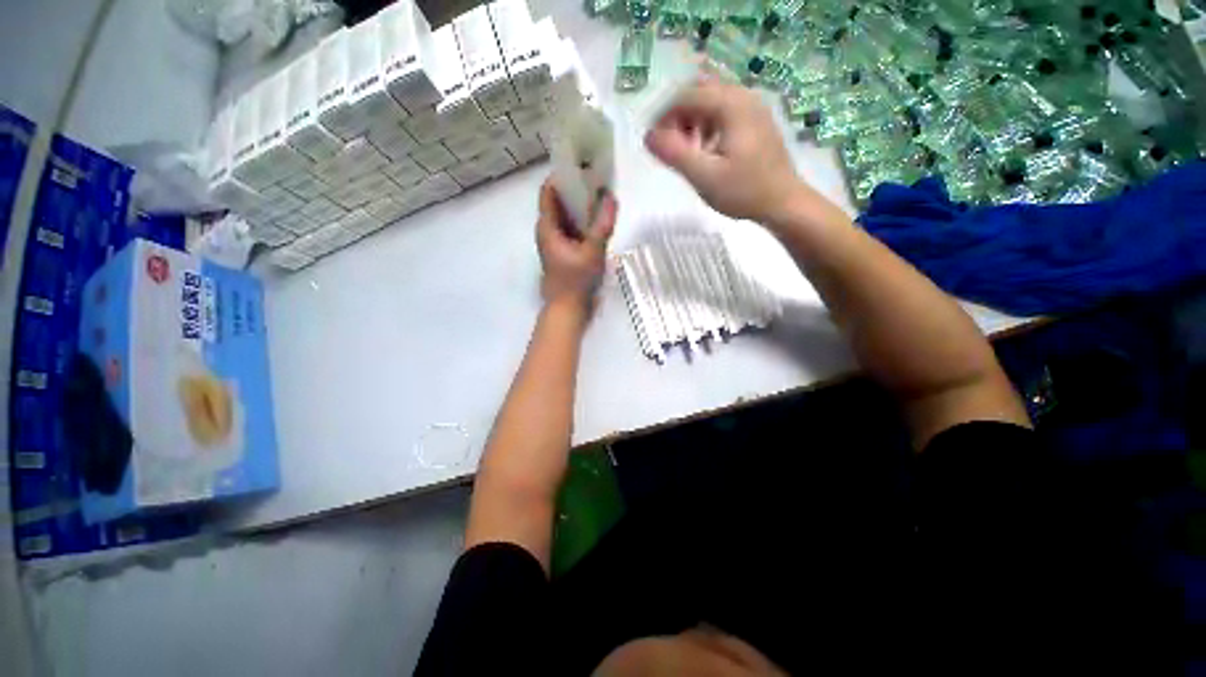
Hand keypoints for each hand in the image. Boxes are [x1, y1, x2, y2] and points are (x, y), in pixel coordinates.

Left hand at [536, 179, 616, 309]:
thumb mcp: (592, 252)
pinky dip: (586, 222)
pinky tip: (602, 219)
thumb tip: (611, 197)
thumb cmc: (575, 282)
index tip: (583, 162)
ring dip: (584, 205)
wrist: (568, 310)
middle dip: (578, 188)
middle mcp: (550, 231)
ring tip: (604, 193)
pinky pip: (575, 229)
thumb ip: (602, 226)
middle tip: (600, 176)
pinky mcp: (567, 252)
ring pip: (569, 216)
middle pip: (560, 201)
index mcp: (547, 227)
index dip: (563, 174)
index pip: (549, 191)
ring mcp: (558, 242)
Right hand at [645, 77, 802, 223]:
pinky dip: (707, 126)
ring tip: (689, 153)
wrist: (784, 202)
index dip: (663, 116)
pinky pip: (724, 112)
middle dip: (678, 116)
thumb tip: (647, 137)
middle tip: (673, 147)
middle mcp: (743, 96)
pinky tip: (707, 151)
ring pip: (711, 101)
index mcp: (731, 104)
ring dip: (693, 121)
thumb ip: (675, 154)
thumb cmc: (744, 191)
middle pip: (699, 92)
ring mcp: (753, 107)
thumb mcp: (704, 176)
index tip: (653, 143)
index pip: (686, 95)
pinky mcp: (756, 120)